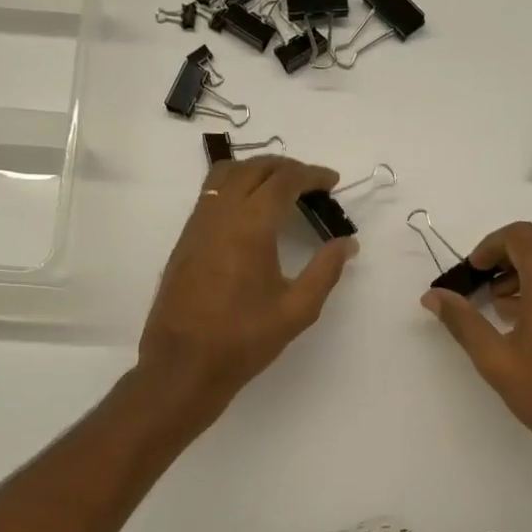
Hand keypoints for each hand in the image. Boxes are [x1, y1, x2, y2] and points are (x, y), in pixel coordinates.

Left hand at [139, 156, 356, 415]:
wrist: (184, 364)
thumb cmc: (244, 339)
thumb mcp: (297, 310)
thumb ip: (325, 271)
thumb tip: (347, 243)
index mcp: (250, 226)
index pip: (283, 181)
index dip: (311, 175)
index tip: (332, 181)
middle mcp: (220, 214)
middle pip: (253, 169)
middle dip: (285, 167)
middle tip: (311, 182)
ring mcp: (197, 225)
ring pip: (225, 175)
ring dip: (256, 171)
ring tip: (280, 188)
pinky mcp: (185, 240)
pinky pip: (210, 195)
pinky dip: (235, 187)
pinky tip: (250, 211)